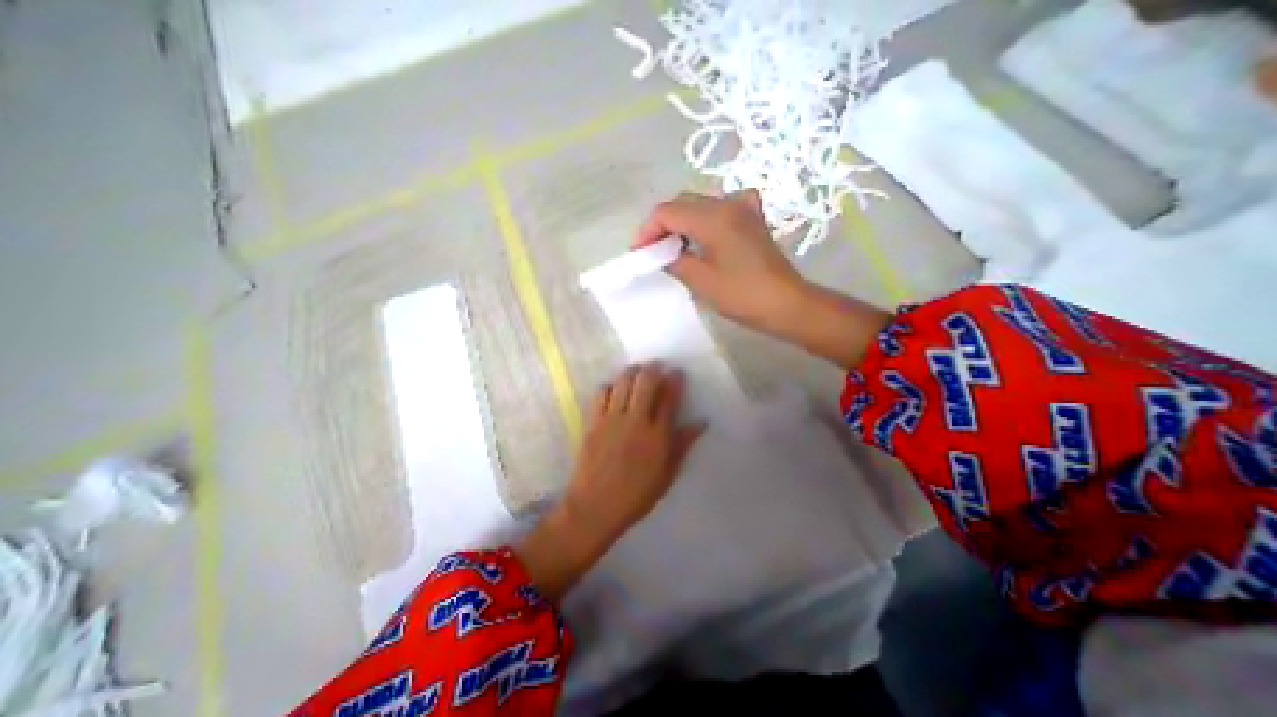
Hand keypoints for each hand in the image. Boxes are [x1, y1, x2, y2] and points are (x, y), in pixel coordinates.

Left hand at [564, 365, 703, 535]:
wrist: (595, 506)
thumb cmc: (637, 495)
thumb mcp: (667, 474)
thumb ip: (683, 444)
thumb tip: (701, 422)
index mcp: (658, 435)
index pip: (669, 397)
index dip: (675, 380)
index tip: (677, 372)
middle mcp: (636, 420)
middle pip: (645, 381)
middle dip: (653, 368)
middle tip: (656, 366)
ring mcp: (612, 419)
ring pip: (623, 382)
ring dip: (632, 372)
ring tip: (636, 372)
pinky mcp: (593, 421)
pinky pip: (601, 393)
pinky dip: (609, 386)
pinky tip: (613, 389)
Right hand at [637, 186, 805, 335]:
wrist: (786, 304)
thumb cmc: (742, 295)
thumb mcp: (701, 281)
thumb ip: (675, 260)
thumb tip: (663, 253)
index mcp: (713, 217)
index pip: (667, 212)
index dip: (647, 231)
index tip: (639, 253)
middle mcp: (727, 203)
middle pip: (682, 203)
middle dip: (662, 226)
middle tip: (652, 251)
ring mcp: (743, 207)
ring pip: (699, 205)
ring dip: (681, 223)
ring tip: (672, 247)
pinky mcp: (752, 218)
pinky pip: (720, 209)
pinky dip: (704, 220)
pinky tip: (704, 234)